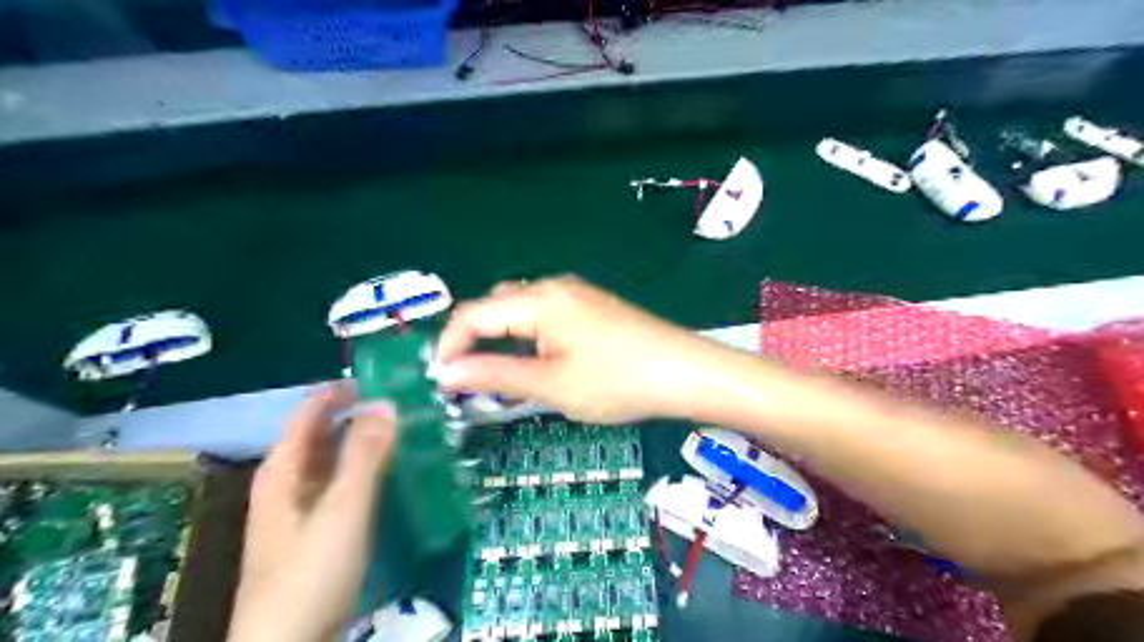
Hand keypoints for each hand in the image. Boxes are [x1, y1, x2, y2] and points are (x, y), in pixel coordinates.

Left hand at [229, 385, 397, 641]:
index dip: (349, 388)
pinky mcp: (317, 529)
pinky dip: (369, 472)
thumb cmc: (311, 571)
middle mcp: (289, 480)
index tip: (393, 380)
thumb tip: (388, 403)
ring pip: (338, 459)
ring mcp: (302, 506)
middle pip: (327, 432)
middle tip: (414, 408)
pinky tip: (396, 477)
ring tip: (414, 436)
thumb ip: (365, 453)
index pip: (313, 407)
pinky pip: (345, 484)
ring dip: (371, 444)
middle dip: (367, 415)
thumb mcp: (343, 507)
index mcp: (285, 467)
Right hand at [432, 273, 711, 423]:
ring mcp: (576, 295)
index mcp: (538, 299)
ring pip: (520, 311)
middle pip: (495, 306)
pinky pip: (545, 316)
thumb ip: (494, 375)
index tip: (440, 381)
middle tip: (471, 382)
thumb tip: (445, 373)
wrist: (685, 373)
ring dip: (502, 341)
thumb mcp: (550, 384)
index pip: (473, 313)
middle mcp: (553, 287)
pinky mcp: (592, 307)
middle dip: (475, 341)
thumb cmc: (617, 380)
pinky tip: (538, 364)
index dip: (449, 346)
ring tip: (502, 378)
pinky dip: (528, 338)